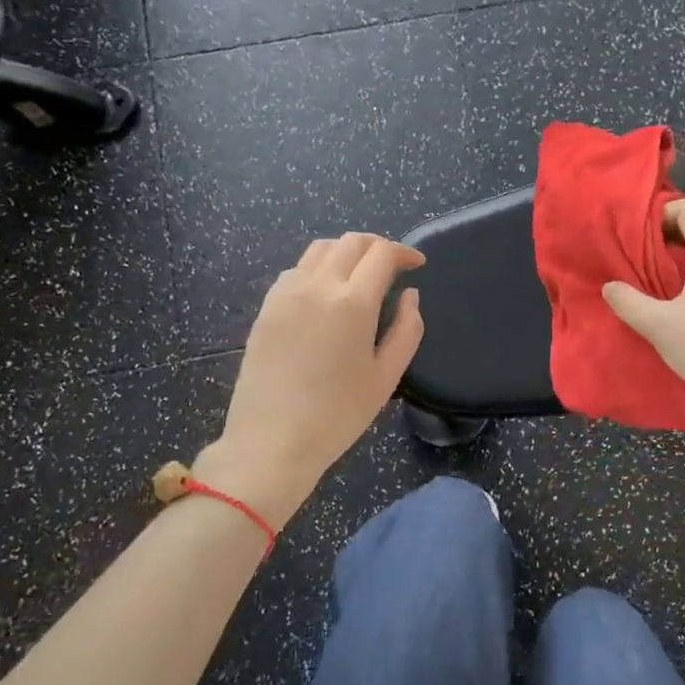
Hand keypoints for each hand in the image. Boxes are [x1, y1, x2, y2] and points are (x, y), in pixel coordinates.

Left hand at [201, 234, 425, 523]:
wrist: (271, 441)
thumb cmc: (337, 415)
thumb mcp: (386, 377)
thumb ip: (407, 329)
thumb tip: (410, 295)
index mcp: (353, 301)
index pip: (382, 253)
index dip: (404, 252)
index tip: (417, 264)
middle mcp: (317, 285)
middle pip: (351, 242)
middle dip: (377, 246)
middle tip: (393, 266)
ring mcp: (286, 293)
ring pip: (320, 249)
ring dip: (346, 252)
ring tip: (360, 274)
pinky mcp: (266, 307)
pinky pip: (296, 269)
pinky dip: (319, 267)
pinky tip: (326, 293)